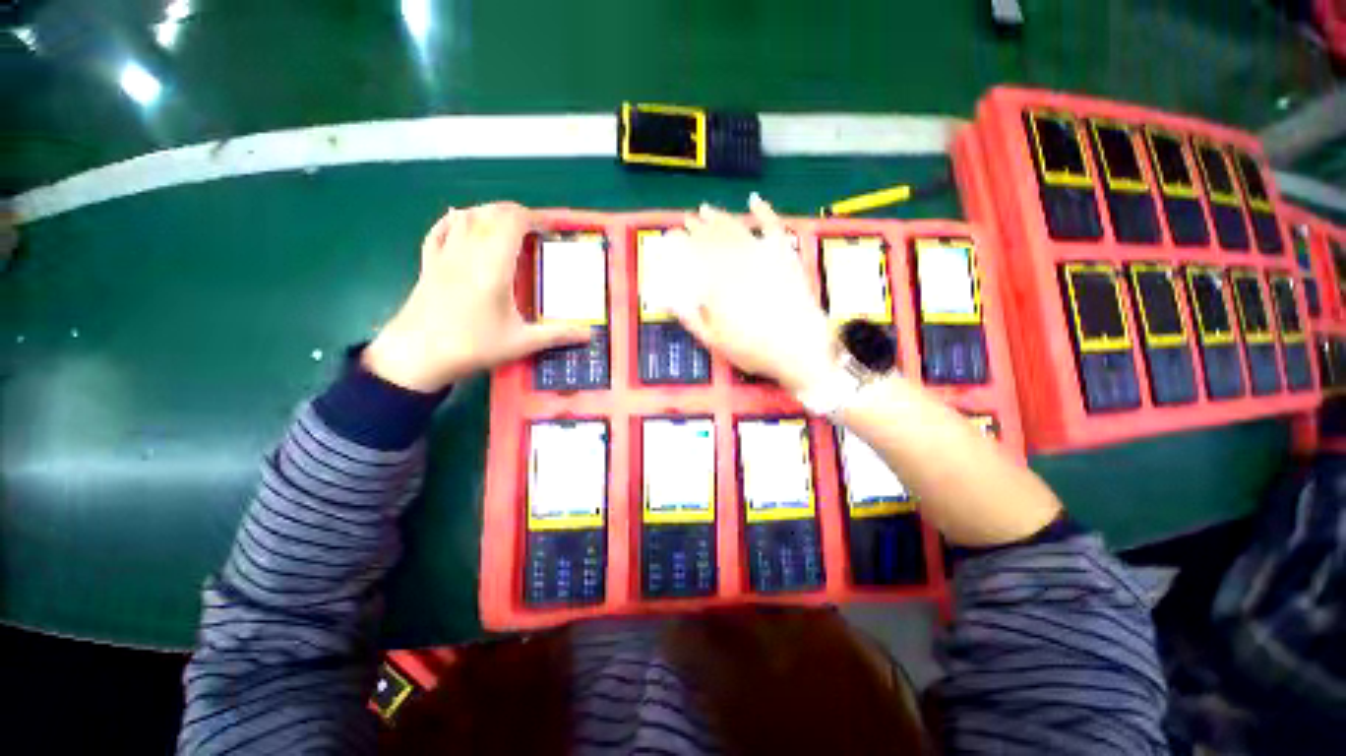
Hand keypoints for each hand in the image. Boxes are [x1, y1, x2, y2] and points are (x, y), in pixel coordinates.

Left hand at [363, 203, 591, 391]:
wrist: (416, 355)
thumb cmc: (472, 346)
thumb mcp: (520, 343)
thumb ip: (557, 335)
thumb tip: (589, 335)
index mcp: (494, 266)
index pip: (512, 222)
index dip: (533, 218)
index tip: (550, 230)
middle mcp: (469, 252)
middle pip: (491, 213)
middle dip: (515, 213)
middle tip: (535, 229)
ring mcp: (445, 255)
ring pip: (466, 216)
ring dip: (488, 213)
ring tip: (506, 225)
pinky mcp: (429, 264)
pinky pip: (439, 230)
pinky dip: (453, 220)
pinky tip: (459, 219)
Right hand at [673, 194, 833, 391]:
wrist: (799, 348)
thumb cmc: (753, 348)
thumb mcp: (715, 341)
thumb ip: (693, 319)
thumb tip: (675, 302)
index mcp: (718, 284)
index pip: (696, 256)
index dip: (684, 243)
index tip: (674, 235)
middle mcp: (737, 264)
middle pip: (713, 240)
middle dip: (698, 228)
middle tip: (688, 219)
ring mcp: (763, 257)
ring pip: (736, 230)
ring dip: (720, 218)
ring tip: (707, 210)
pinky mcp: (785, 256)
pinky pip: (773, 228)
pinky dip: (764, 212)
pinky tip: (754, 200)